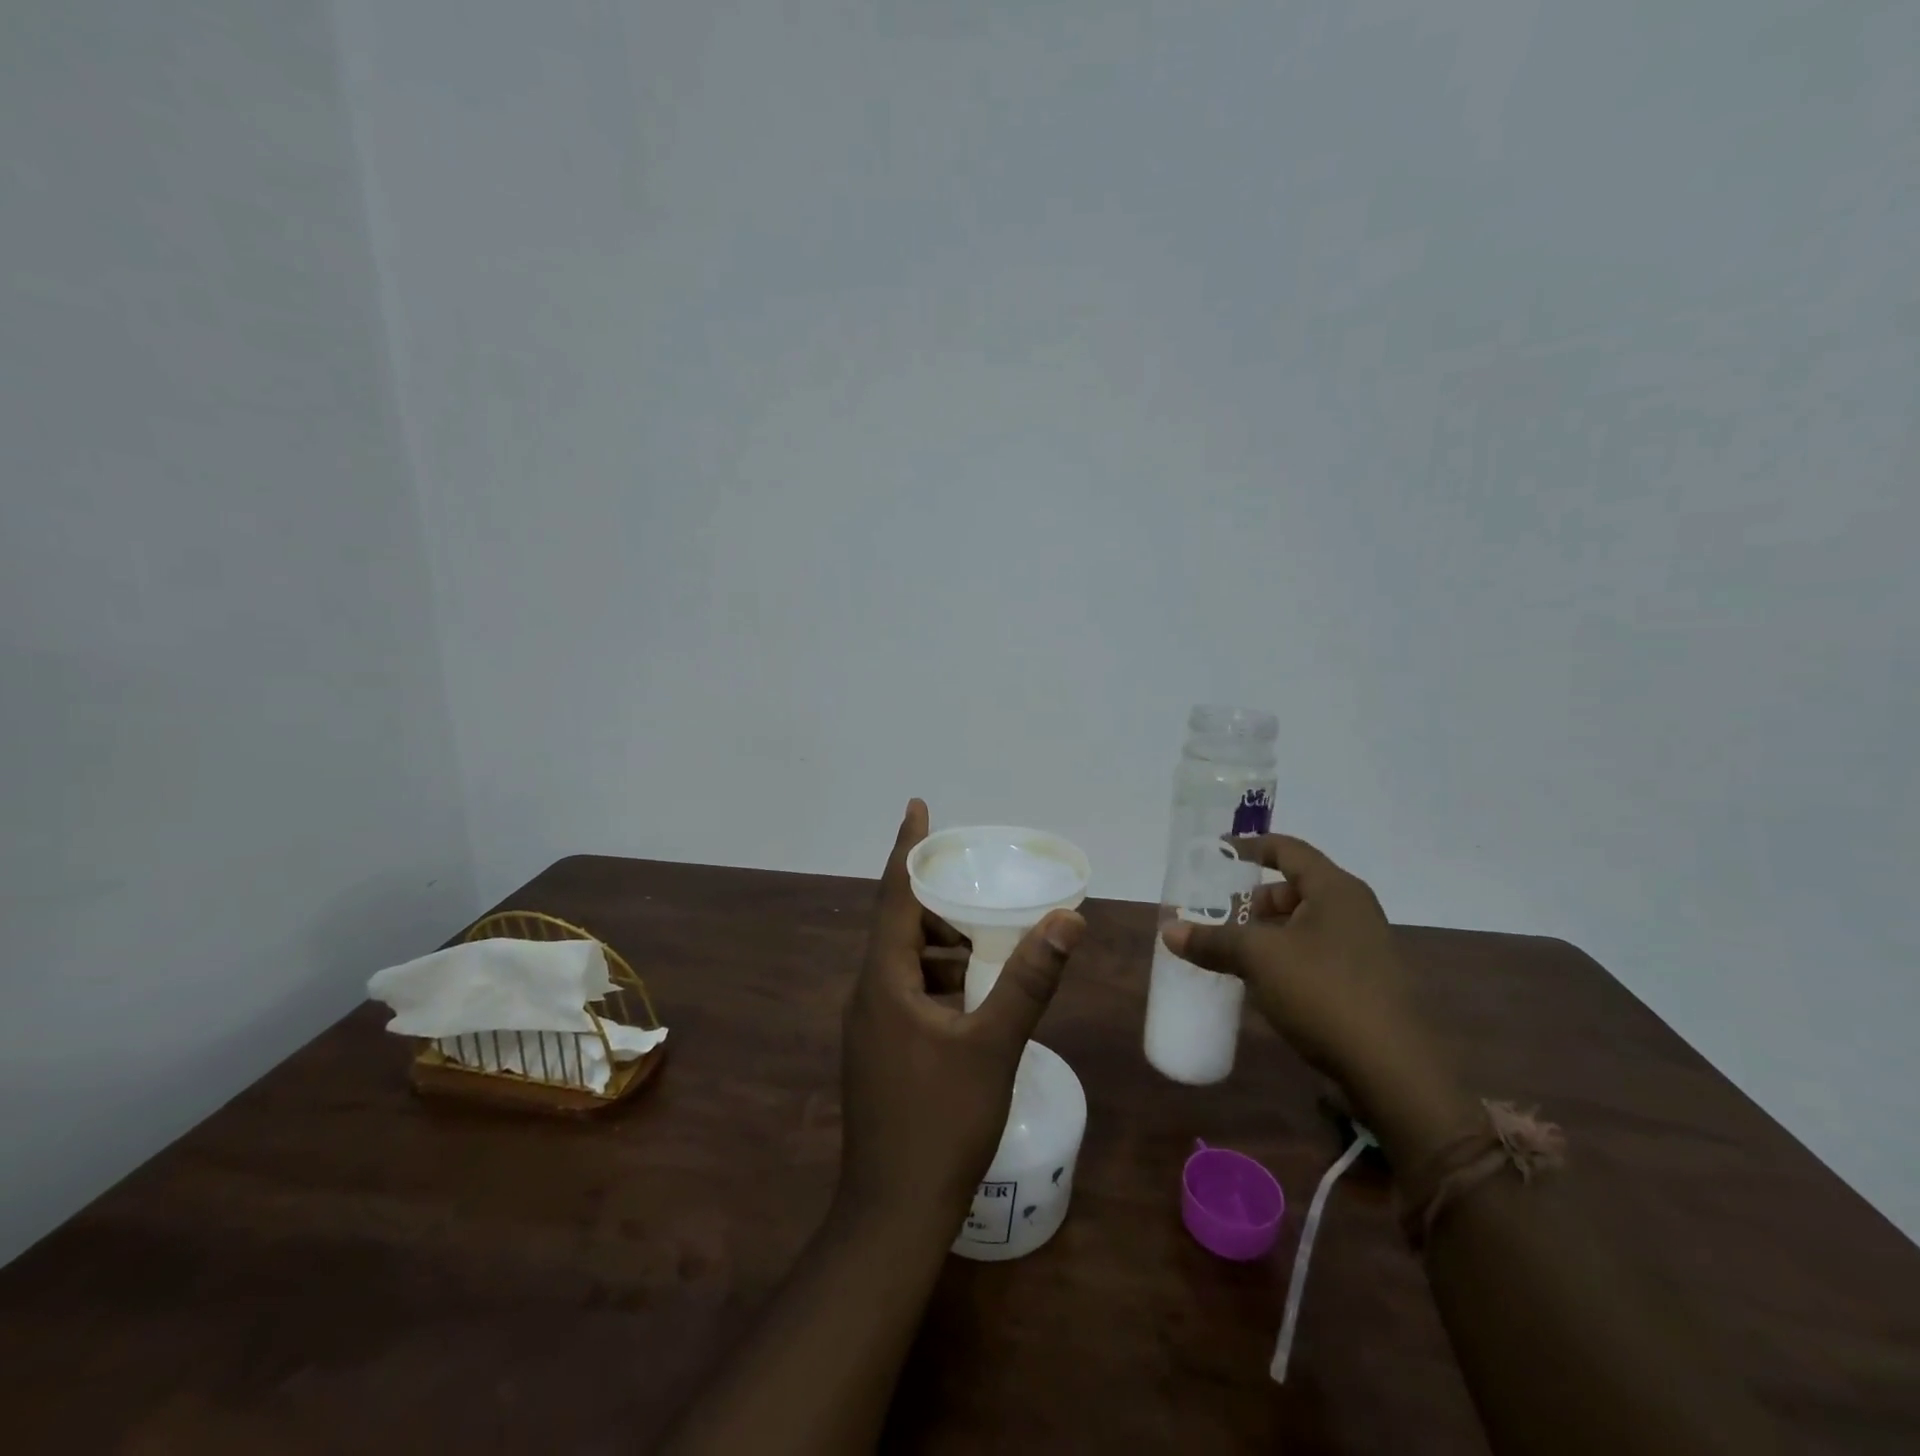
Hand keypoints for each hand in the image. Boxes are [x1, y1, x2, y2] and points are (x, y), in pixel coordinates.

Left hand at [837, 800, 1084, 1239]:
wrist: (893, 1214)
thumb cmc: (940, 1123)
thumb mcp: (993, 1045)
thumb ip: (1029, 979)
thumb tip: (1067, 919)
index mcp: (883, 981)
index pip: (894, 895)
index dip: (907, 847)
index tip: (918, 807)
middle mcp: (868, 994)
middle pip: (900, 927)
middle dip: (938, 902)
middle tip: (979, 887)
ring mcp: (871, 1026)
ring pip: (906, 964)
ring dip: (942, 946)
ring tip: (987, 943)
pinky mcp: (881, 1051)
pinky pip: (909, 994)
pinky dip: (940, 981)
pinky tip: (974, 998)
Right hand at [1161, 833, 1472, 1158]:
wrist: (1394, 1072)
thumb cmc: (1324, 993)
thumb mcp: (1258, 959)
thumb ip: (1213, 940)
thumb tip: (1169, 931)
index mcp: (1336, 890)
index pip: (1288, 849)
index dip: (1250, 847)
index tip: (1216, 852)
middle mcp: (1355, 911)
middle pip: (1295, 888)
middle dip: (1254, 899)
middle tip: (1220, 915)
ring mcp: (1365, 948)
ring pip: (1305, 924)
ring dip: (1268, 932)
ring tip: (1233, 950)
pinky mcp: (1366, 984)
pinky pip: (1316, 953)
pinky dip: (1285, 957)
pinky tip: (1262, 983)